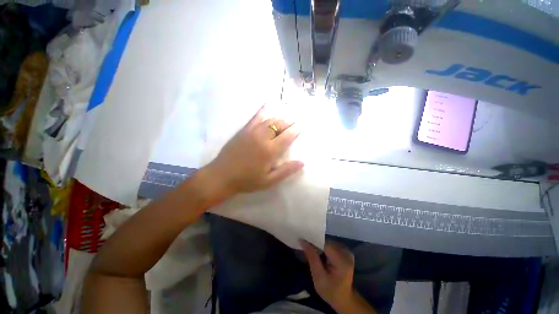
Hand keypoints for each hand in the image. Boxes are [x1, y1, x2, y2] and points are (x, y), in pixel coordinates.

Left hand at [208, 105, 303, 194]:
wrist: (222, 176)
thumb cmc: (247, 180)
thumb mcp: (269, 181)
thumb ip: (286, 171)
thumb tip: (302, 162)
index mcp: (270, 151)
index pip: (288, 136)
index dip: (297, 129)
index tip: (303, 124)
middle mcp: (262, 137)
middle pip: (280, 124)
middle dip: (290, 121)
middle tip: (296, 120)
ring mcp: (252, 132)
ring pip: (270, 119)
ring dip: (280, 117)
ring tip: (287, 116)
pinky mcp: (243, 130)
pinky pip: (255, 117)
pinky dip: (263, 110)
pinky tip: (268, 104)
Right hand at [301, 240, 354, 310]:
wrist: (344, 299)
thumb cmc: (330, 291)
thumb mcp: (318, 277)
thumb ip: (312, 257)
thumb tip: (303, 241)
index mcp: (341, 260)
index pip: (324, 244)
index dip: (313, 242)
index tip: (302, 242)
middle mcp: (346, 252)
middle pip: (326, 242)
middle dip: (315, 244)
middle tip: (305, 249)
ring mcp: (347, 251)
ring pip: (328, 242)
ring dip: (319, 246)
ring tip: (312, 252)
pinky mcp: (345, 252)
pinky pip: (331, 245)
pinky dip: (324, 248)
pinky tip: (320, 255)